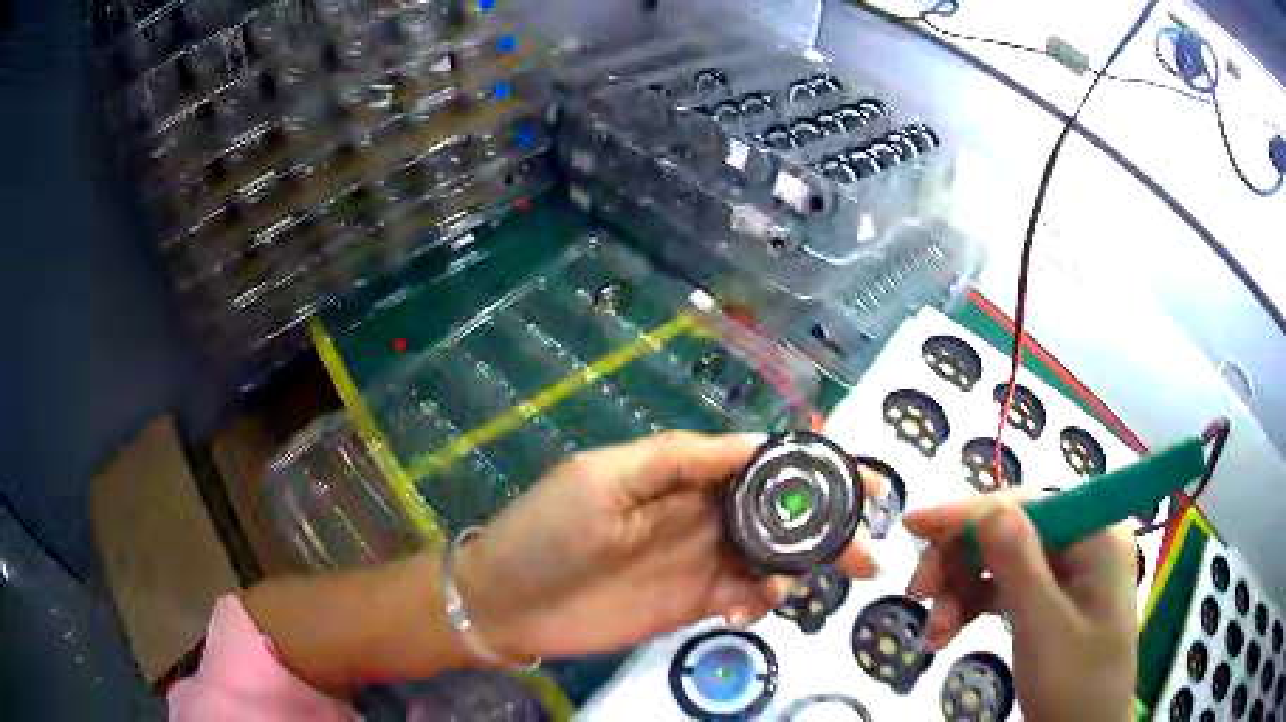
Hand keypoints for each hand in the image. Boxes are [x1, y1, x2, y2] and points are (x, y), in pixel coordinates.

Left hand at [455, 430, 880, 662]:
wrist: (507, 603)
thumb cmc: (548, 532)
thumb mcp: (604, 477)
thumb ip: (679, 459)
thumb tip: (756, 442)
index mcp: (685, 477)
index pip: (761, 462)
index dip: (811, 466)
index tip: (859, 475)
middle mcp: (702, 515)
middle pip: (781, 511)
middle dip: (829, 519)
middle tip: (868, 539)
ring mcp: (700, 562)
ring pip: (774, 555)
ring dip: (808, 564)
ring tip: (833, 577)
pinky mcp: (694, 604)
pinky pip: (748, 596)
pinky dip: (764, 599)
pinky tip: (750, 608)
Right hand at [905, 493, 1136, 721]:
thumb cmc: (1075, 683)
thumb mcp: (1045, 628)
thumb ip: (1019, 565)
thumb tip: (988, 506)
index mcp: (1095, 535)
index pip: (1028, 503)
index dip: (972, 513)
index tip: (914, 526)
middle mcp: (1081, 542)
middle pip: (1010, 530)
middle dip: (962, 563)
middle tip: (919, 596)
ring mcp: (1066, 572)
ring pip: (1000, 561)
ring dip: (961, 591)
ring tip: (934, 635)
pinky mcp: (1049, 600)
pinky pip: (1003, 588)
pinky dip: (972, 607)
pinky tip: (947, 633)